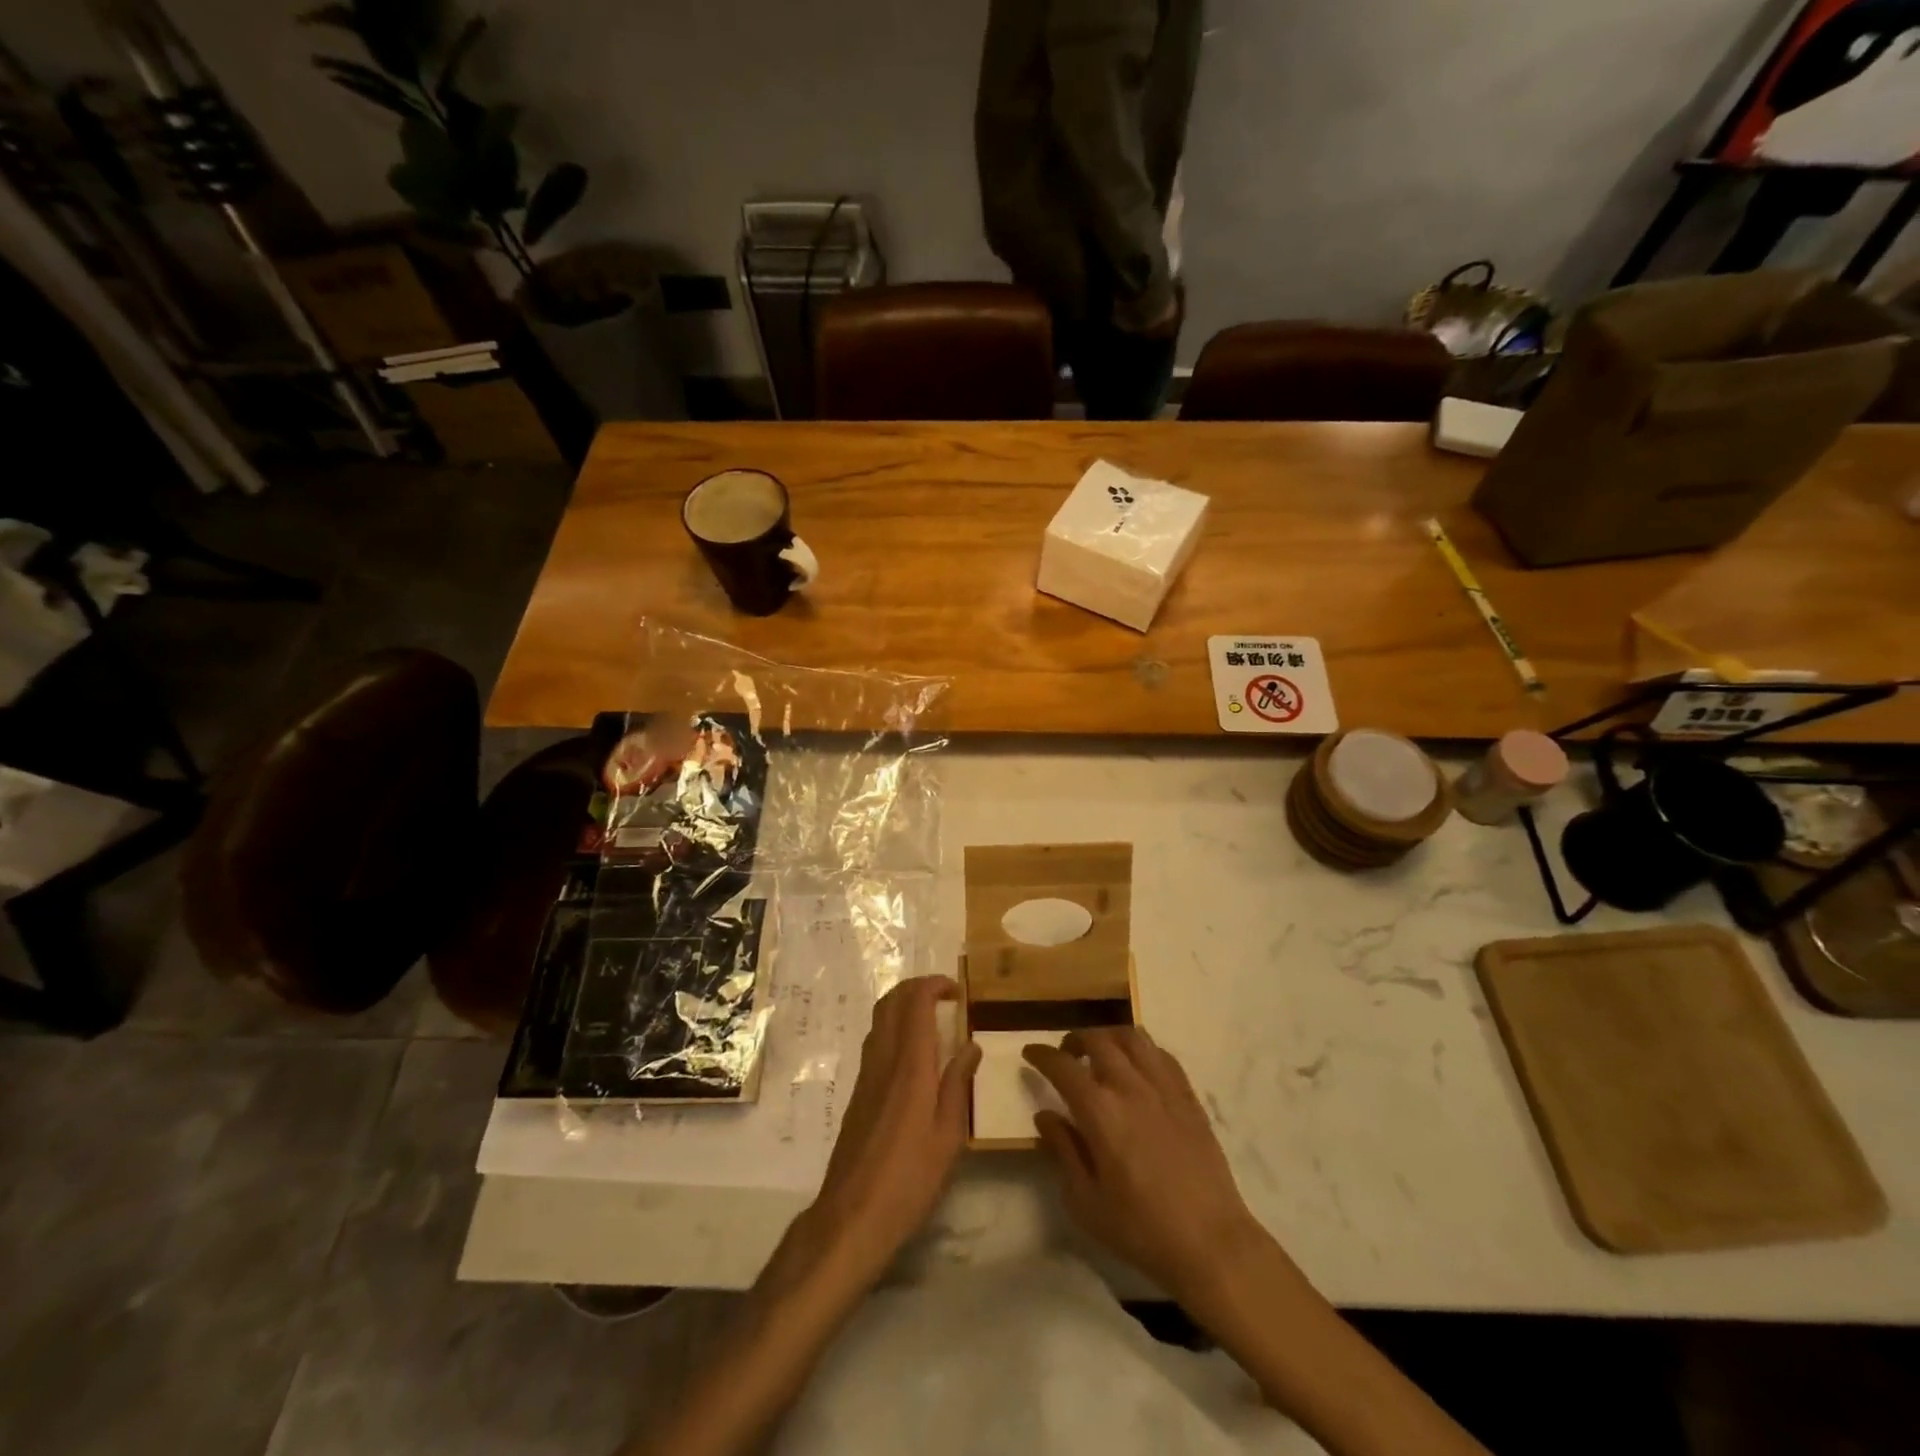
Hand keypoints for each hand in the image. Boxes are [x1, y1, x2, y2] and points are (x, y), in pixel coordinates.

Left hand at [807, 976, 978, 1287]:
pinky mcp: (858, 1092)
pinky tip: (914, 1054)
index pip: (915, 1002)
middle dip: (917, 987)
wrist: (852, 1216)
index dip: (935, 985)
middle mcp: (883, 1060)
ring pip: (879, 1018)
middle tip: (946, 997)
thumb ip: (958, 1085)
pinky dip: (894, 1027)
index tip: (958, 991)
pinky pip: (875, 1040)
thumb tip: (970, 1045)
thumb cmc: (909, 1178)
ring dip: (904, 1005)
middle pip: (892, 1001)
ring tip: (933, 1018)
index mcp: (910, 1066)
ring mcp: (866, 1074)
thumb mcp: (949, 1136)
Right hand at [1024, 1027, 1262, 1300]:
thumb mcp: (1086, 1202)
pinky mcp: (1188, 1096)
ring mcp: (1163, 1087)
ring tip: (1100, 1052)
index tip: (1030, 1054)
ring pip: (1132, 1038)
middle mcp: (1130, 1087)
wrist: (1211, 1243)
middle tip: (1065, 1055)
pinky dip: (1141, 1049)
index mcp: (1100, 1111)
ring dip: (1108, 1036)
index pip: (1063, 1066)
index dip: (1042, 1055)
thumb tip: (1045, 1115)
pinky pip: (1161, 1054)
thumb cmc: (1141, 1229)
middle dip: (1074, 1040)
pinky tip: (1136, 1066)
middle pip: (1097, 1040)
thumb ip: (1063, 1151)